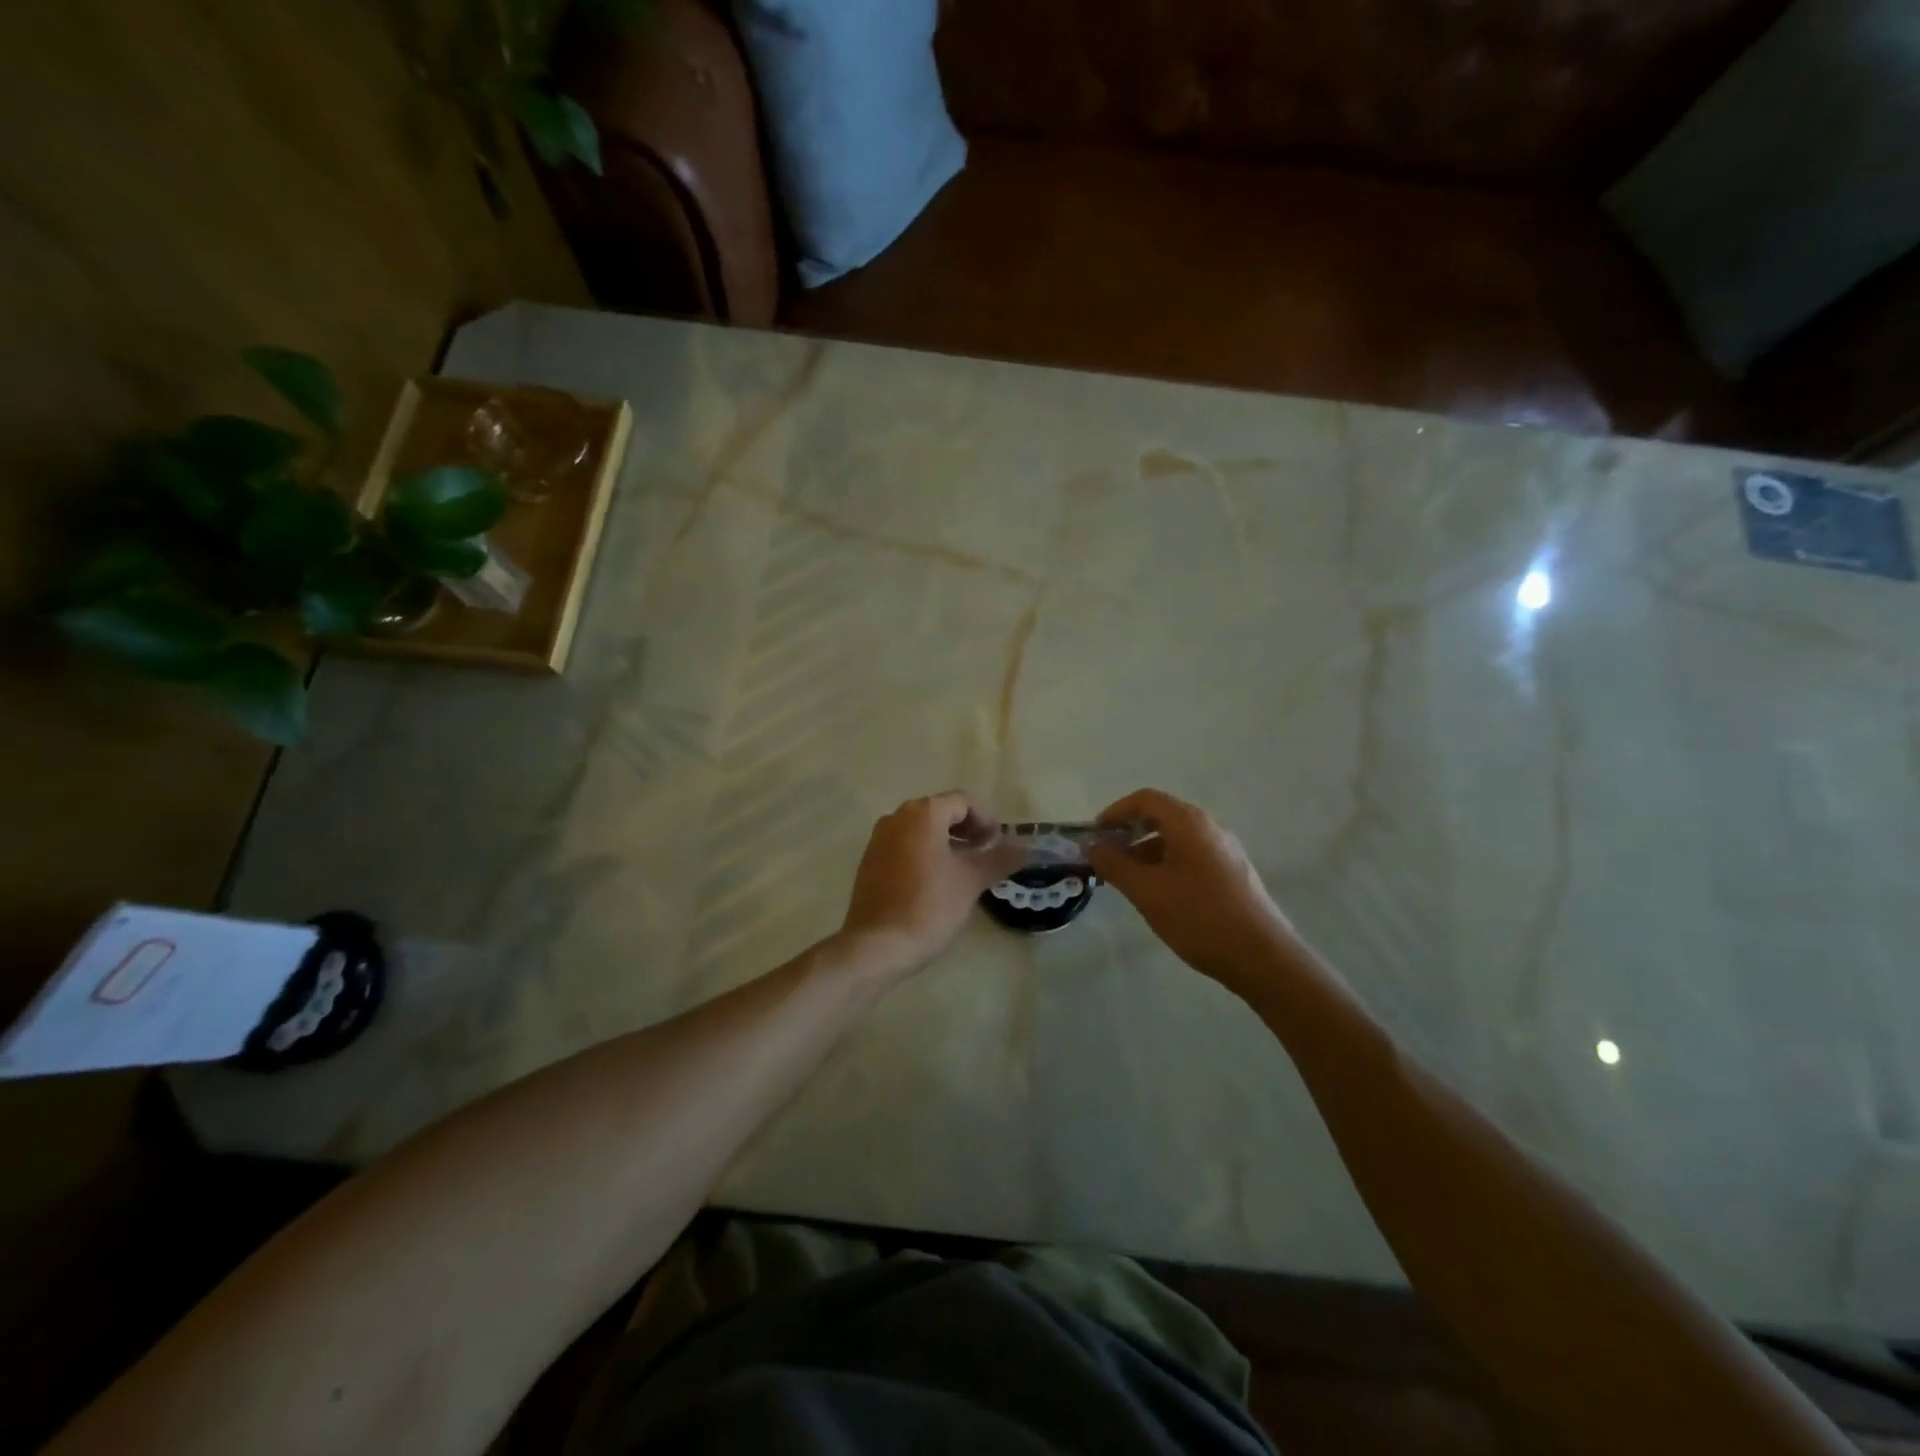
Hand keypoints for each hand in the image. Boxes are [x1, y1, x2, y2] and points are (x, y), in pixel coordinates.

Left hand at [838, 792, 1025, 977]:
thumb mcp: (971, 882)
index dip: (986, 820)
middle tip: (985, 854)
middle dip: (966, 830)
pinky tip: (935, 882)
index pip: (963, 802)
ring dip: (945, 842)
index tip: (998, 844)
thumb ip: (1000, 859)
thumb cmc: (929, 906)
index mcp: (923, 813)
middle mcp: (897, 817)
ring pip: (920, 829)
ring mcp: (879, 838)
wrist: (877, 944)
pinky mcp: (870, 861)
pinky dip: (924, 853)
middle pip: (940, 811)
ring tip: (963, 870)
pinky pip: (903, 845)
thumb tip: (1028, 848)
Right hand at [1087, 788, 1298, 987]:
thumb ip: (1114, 864)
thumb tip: (1091, 846)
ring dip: (1146, 852)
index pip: (1145, 800)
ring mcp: (1225, 850)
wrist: (1262, 957)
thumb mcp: (1147, 891)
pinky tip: (1159, 894)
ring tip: (1127, 881)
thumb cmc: (1199, 918)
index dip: (1115, 812)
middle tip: (1106, 860)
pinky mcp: (1233, 872)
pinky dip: (1166, 864)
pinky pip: (1191, 855)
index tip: (1095, 836)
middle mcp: (1210, 827)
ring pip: (1176, 839)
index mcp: (1189, 823)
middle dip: (1129, 834)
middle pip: (1161, 816)